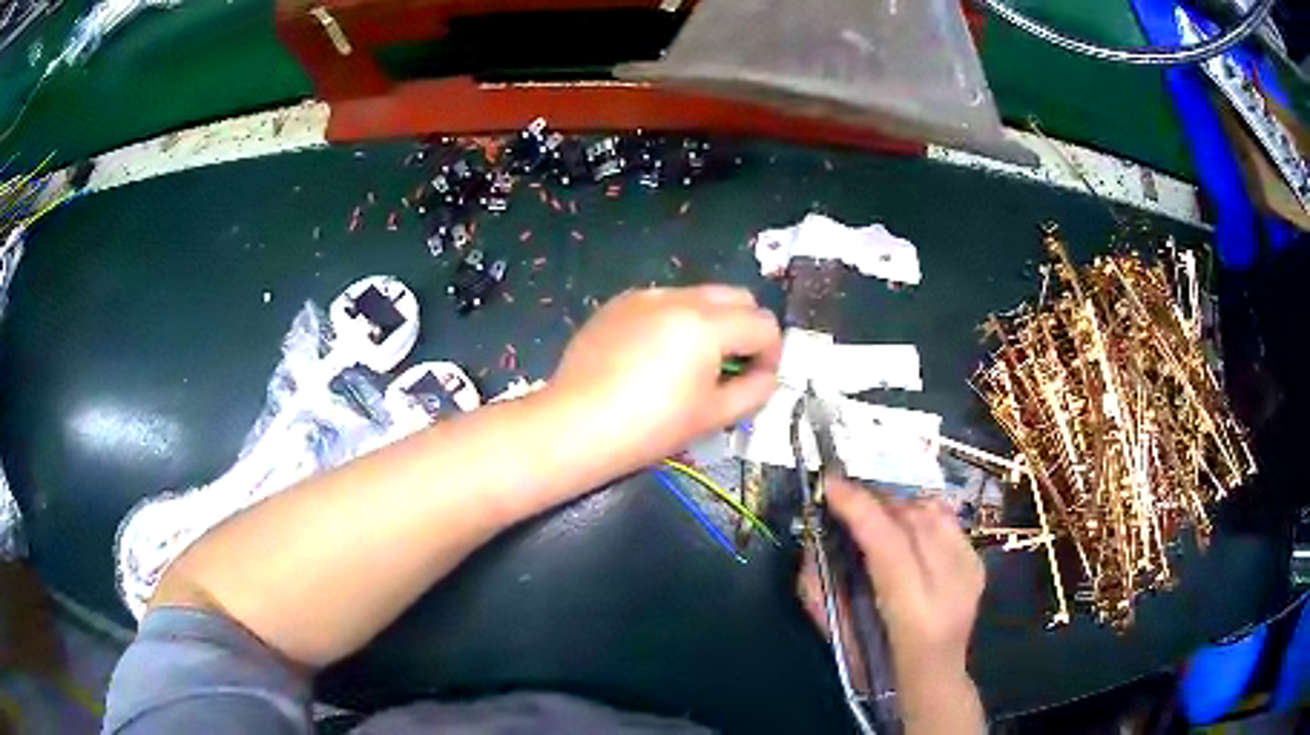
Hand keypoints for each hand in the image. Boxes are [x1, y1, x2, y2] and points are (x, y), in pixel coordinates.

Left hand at [549, 285, 780, 473]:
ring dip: (711, 322)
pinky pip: (663, 302)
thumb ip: (754, 390)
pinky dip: (674, 321)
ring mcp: (645, 296)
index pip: (764, 324)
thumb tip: (766, 374)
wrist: (575, 426)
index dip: (771, 355)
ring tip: (689, 364)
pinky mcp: (618, 304)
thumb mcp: (712, 416)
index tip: (757, 381)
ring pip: (700, 296)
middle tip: (731, 368)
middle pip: (737, 297)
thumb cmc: (649, 428)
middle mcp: (679, 297)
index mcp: (707, 324)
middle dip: (746, 329)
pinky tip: (652, 357)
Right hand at [799, 480, 985, 733]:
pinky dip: (920, 511)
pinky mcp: (979, 562)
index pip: (889, 544)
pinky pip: (946, 519)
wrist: (936, 677)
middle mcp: (952, 585)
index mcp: (915, 613)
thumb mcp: (840, 638)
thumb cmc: (879, 666)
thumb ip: (820, 591)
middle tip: (846, 497)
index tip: (831, 483)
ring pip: (933, 512)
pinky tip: (903, 523)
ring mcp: (971, 570)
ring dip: (897, 503)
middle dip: (876, 499)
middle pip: (914, 519)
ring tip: (873, 510)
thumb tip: (812, 542)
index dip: (860, 508)